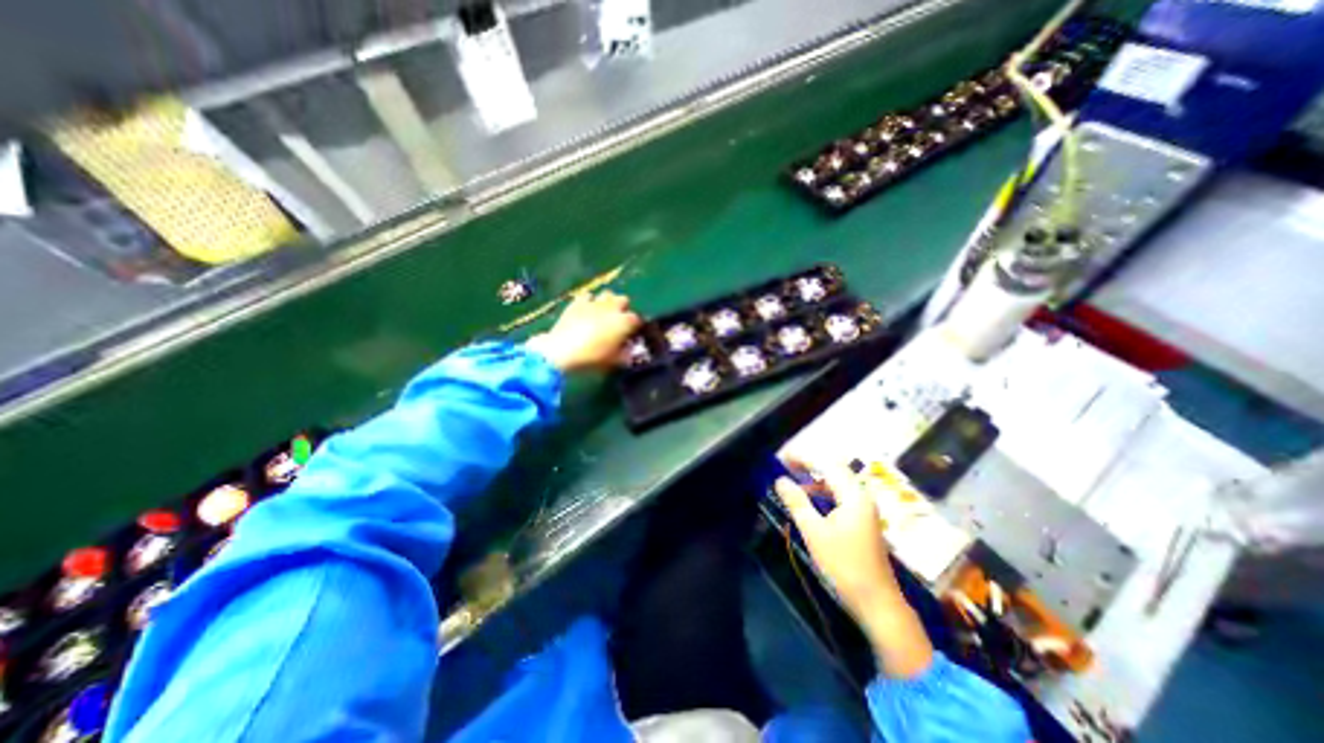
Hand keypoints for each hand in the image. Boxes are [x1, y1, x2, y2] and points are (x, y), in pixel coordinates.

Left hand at [533, 287, 647, 370]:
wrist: (563, 350)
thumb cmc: (593, 357)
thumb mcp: (614, 361)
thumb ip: (627, 355)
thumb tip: (630, 351)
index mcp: (624, 321)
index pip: (636, 319)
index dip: (635, 327)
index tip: (630, 336)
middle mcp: (612, 308)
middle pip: (624, 300)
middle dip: (623, 309)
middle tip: (617, 322)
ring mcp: (594, 303)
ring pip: (607, 294)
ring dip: (608, 302)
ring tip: (603, 314)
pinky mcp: (577, 303)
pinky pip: (587, 296)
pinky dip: (589, 302)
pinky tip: (586, 311)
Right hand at [778, 464, 927, 679]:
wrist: (877, 603)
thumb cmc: (844, 565)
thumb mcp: (814, 532)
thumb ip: (797, 502)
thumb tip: (780, 479)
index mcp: (853, 495)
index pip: (826, 464)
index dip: (803, 457)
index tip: (782, 458)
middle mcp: (861, 497)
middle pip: (833, 470)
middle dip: (808, 466)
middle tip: (785, 467)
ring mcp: (864, 509)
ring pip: (837, 484)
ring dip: (815, 480)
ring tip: (792, 483)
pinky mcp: (862, 522)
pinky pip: (840, 497)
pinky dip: (823, 494)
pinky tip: (808, 504)